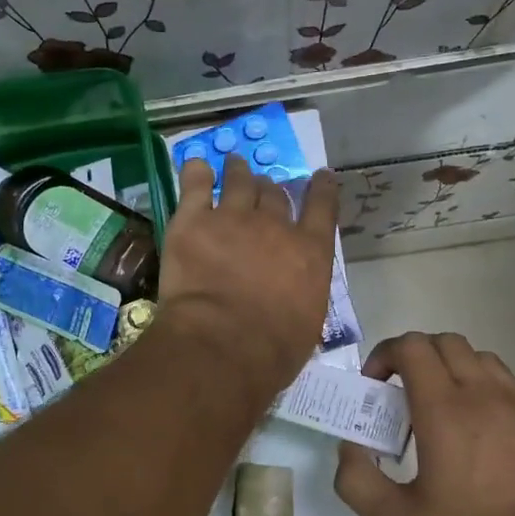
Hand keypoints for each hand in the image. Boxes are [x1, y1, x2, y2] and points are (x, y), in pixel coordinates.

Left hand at [159, 155, 340, 397]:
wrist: (222, 345)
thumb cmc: (272, 351)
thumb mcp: (307, 322)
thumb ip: (302, 292)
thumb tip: (292, 291)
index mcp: (310, 252)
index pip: (322, 208)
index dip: (322, 188)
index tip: (320, 176)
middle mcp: (274, 226)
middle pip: (274, 194)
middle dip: (270, 189)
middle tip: (262, 188)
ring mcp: (232, 218)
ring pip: (238, 181)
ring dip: (238, 172)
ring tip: (234, 164)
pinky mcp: (192, 221)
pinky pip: (195, 185)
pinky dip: (196, 172)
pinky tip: (196, 166)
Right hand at [333, 332, 514, 515]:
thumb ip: (357, 479)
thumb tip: (349, 447)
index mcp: (444, 410)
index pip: (411, 347)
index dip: (384, 355)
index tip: (374, 386)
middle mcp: (484, 395)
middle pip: (445, 342)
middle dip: (414, 356)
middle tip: (401, 395)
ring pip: (479, 358)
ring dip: (451, 369)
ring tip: (441, 408)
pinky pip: (508, 385)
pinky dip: (484, 391)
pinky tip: (481, 432)